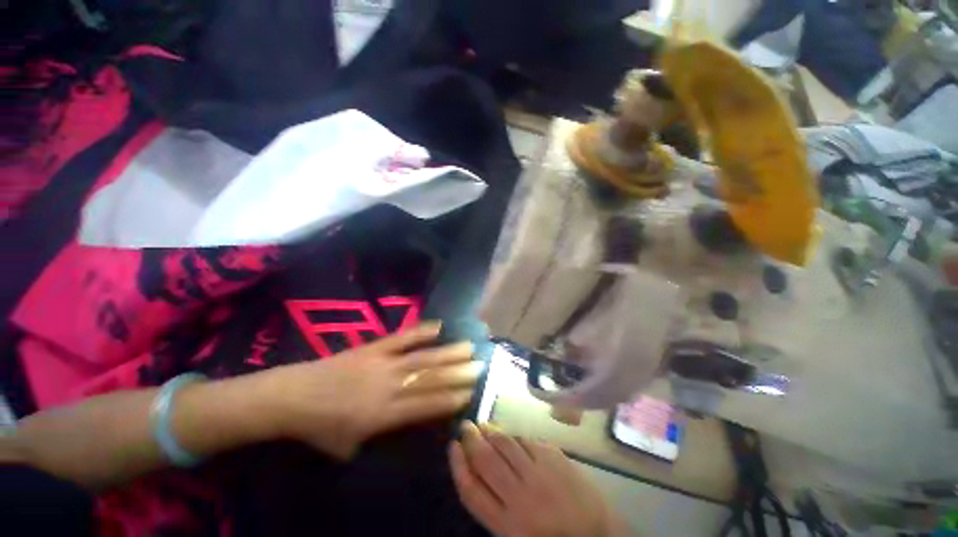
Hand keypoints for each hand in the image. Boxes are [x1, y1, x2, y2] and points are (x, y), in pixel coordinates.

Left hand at [260, 322, 478, 458]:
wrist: (292, 396)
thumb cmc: (320, 427)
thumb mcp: (350, 447)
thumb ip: (380, 437)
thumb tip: (405, 426)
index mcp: (383, 416)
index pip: (426, 406)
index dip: (451, 398)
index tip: (472, 392)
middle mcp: (389, 387)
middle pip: (430, 379)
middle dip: (458, 373)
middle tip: (481, 365)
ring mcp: (383, 364)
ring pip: (422, 358)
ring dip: (448, 352)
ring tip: (469, 346)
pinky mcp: (374, 348)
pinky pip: (402, 338)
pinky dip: (421, 331)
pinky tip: (439, 326)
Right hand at [450, 422, 627, 536]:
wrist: (596, 534)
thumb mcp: (515, 532)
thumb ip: (494, 503)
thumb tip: (475, 467)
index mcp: (506, 524)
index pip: (471, 490)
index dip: (458, 465)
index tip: (453, 446)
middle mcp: (519, 497)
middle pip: (486, 460)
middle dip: (471, 439)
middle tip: (465, 426)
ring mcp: (538, 473)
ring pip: (505, 444)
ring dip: (491, 431)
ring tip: (483, 425)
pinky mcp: (553, 456)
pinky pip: (526, 439)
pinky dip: (513, 435)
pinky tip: (509, 433)